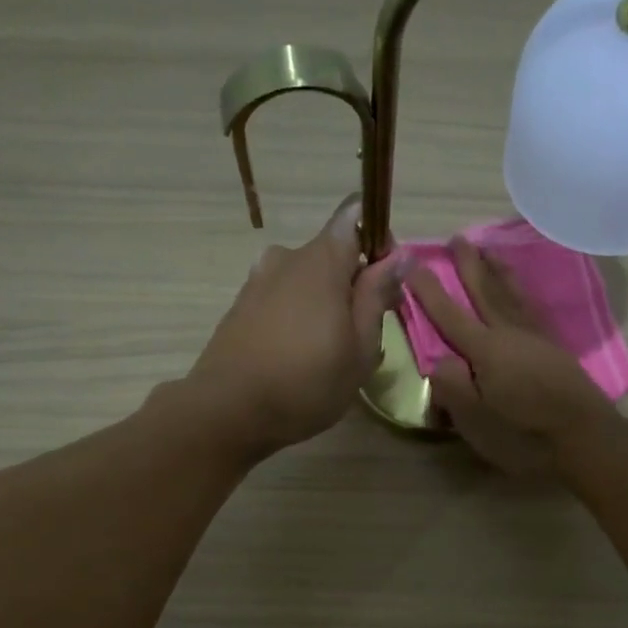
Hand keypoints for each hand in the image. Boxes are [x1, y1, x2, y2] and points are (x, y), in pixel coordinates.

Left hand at [186, 196, 403, 455]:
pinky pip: (282, 299)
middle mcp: (287, 257)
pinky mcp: (240, 306)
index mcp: (322, 260)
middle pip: (331, 253)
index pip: (355, 217)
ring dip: (325, 303)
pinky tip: (299, 357)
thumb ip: (377, 296)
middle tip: (366, 332)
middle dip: (354, 282)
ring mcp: (258, 280)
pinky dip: (298, 316)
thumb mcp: (360, 347)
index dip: (378, 241)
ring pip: (305, 279)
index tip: (387, 282)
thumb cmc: (307, 382)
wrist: (229, 410)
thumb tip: (398, 256)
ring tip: (331, 351)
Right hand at [407, 237, 621, 476]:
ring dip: (499, 272)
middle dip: (470, 266)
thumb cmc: (525, 435)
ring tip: (490, 251)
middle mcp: (511, 334)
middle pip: (486, 292)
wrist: (586, 439)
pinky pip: (533, 308)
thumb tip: (438, 361)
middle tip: (457, 238)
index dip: (428, 290)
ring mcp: (538, 339)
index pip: (450, 315)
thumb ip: (452, 387)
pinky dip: (523, 293)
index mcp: (487, 350)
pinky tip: (522, 294)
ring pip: (514, 295)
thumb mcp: (476, 421)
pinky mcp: (557, 350)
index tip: (412, 262)